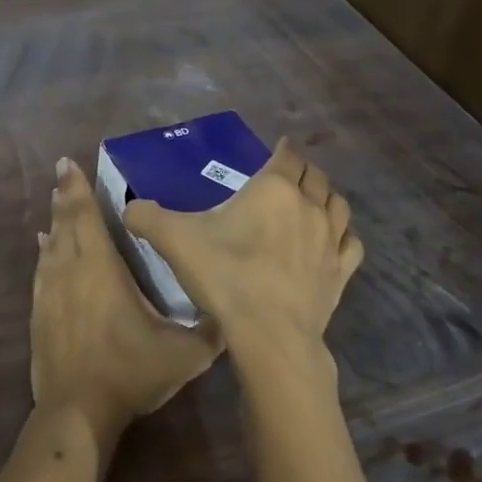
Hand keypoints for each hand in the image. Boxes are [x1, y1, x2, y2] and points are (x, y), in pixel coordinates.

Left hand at [30, 158, 223, 443]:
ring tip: (58, 202)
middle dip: (66, 195)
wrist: (76, 411)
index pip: (87, 217)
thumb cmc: (129, 371)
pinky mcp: (39, 312)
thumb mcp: (183, 354)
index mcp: (100, 268)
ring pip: (52, 244)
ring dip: (55, 220)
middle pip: (66, 223)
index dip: (77, 189)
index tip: (69, 163)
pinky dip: (45, 251)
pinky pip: (42, 269)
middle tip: (64, 171)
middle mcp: (70, 270)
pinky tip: (44, 247)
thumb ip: (211, 330)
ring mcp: (50, 291)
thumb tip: (235, 313)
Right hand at [123, 138, 362, 371]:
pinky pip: (350, 243)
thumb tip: (130, 209)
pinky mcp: (341, 272)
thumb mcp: (174, 239)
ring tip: (312, 202)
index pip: (287, 155)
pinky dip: (343, 235)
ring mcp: (331, 240)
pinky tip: (332, 242)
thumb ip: (147, 216)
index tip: (277, 148)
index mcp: (274, 188)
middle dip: (303, 171)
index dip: (282, 149)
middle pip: (316, 176)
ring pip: (339, 205)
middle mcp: (309, 206)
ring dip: (326, 198)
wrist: (269, 334)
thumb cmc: (224, 274)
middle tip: (288, 175)